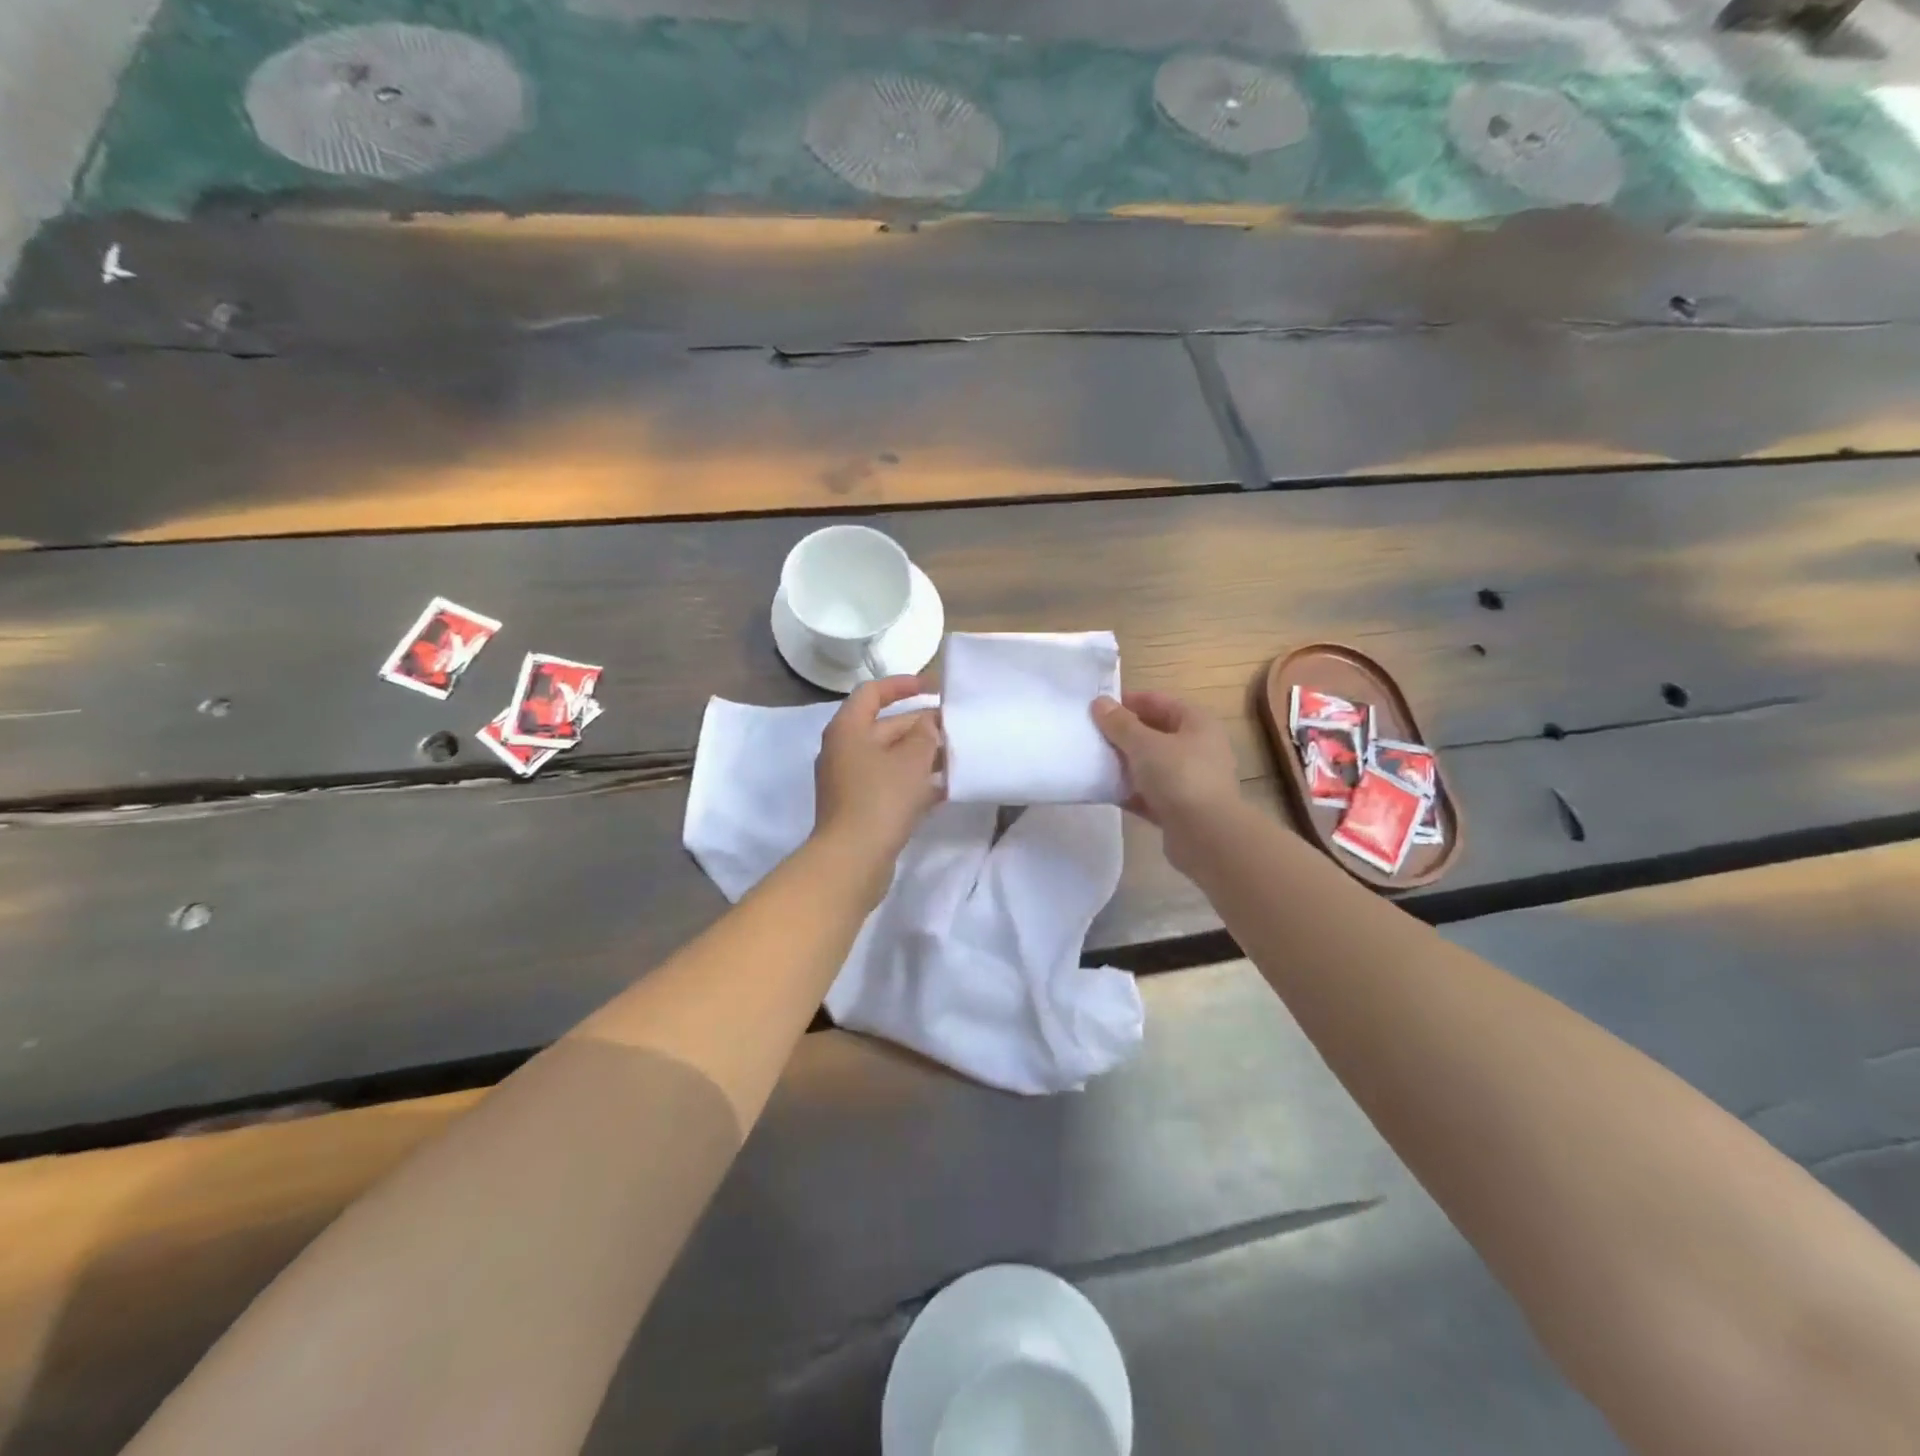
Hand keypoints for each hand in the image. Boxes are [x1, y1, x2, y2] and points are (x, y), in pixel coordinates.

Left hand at [812, 675, 942, 869]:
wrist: (852, 860)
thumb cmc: (880, 799)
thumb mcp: (911, 760)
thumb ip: (925, 734)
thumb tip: (930, 723)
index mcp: (848, 729)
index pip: (873, 692)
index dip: (903, 684)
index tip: (934, 687)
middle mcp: (845, 750)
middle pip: (886, 727)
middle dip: (922, 726)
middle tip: (957, 728)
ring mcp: (851, 781)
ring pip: (891, 758)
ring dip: (922, 756)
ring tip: (957, 757)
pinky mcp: (860, 807)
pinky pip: (891, 784)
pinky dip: (915, 783)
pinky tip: (945, 789)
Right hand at [1092, 691, 1241, 863]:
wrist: (1206, 836)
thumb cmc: (1179, 777)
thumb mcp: (1144, 744)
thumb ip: (1120, 724)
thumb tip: (1100, 702)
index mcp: (1198, 724)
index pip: (1160, 702)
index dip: (1130, 701)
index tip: (1099, 707)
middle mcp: (1199, 748)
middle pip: (1156, 733)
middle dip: (1124, 734)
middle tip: (1092, 734)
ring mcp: (1190, 781)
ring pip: (1152, 765)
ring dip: (1125, 764)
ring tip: (1094, 760)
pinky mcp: (1180, 809)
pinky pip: (1149, 794)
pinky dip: (1130, 792)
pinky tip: (1104, 791)